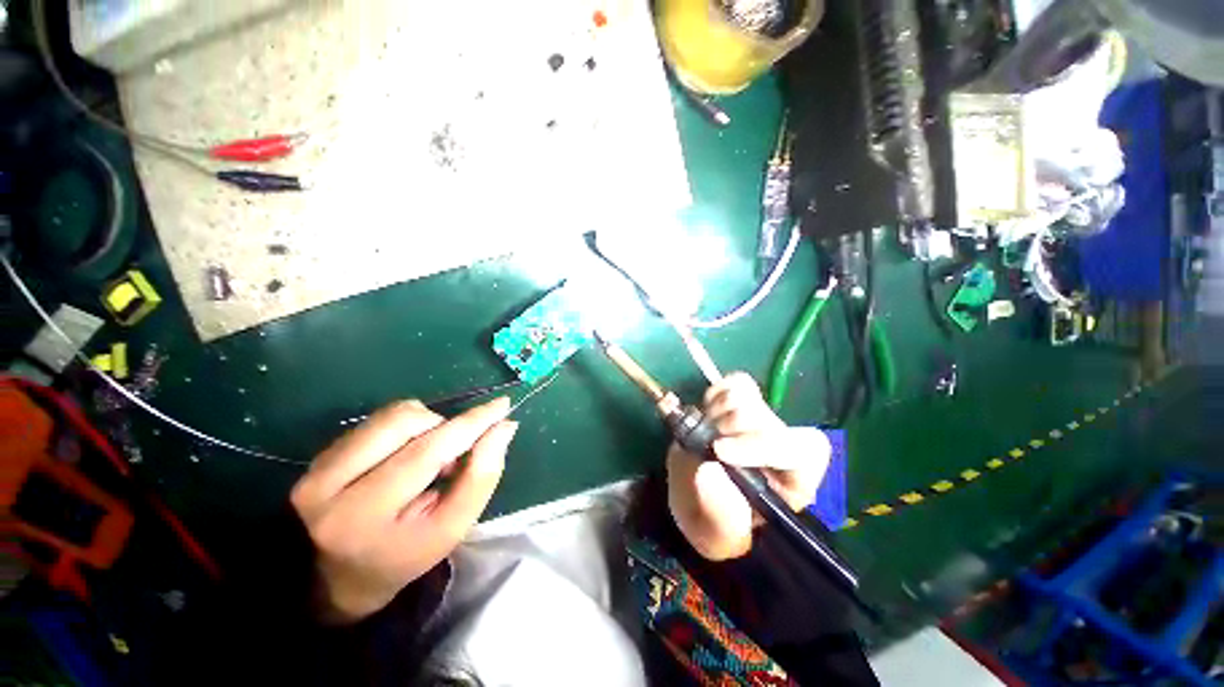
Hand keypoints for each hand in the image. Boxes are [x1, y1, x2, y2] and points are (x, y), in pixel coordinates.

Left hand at [290, 397, 517, 623]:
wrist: (340, 576)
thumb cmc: (406, 554)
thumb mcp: (451, 528)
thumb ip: (481, 477)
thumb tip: (504, 427)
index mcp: (363, 517)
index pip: (427, 453)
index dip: (470, 424)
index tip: (502, 405)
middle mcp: (328, 486)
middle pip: (406, 422)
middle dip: (447, 427)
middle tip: (457, 453)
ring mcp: (317, 467)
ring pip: (392, 415)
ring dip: (428, 425)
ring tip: (431, 455)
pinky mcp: (319, 455)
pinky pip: (380, 419)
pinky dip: (409, 427)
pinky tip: (407, 454)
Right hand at [667, 373, 830, 560]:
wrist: (690, 493)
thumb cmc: (710, 521)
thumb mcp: (715, 535)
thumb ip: (719, 513)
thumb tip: (711, 469)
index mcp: (791, 484)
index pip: (802, 452)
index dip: (762, 445)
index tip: (720, 451)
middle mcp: (782, 448)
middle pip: (768, 419)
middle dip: (730, 428)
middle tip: (705, 443)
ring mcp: (762, 420)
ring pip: (749, 397)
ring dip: (717, 412)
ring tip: (703, 432)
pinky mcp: (743, 402)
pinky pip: (737, 383)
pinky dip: (716, 393)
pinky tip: (707, 412)